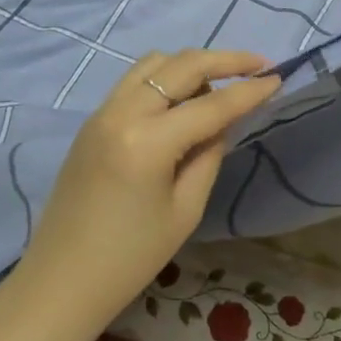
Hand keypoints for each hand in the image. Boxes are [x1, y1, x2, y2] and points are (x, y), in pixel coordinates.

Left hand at [18, 49, 280, 312]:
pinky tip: (184, 103)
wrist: (61, 280)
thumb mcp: (185, 210)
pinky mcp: (92, 121)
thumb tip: (222, 122)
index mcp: (147, 141)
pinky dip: (165, 80)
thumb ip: (209, 155)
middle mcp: (121, 113)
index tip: (278, 77)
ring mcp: (101, 113)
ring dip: (191, 66)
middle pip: (181, 65)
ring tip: (219, 88)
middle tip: (258, 65)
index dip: (249, 90)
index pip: (211, 104)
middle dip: (225, 60)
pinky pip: (135, 82)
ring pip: (154, 64)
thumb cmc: (131, 258)